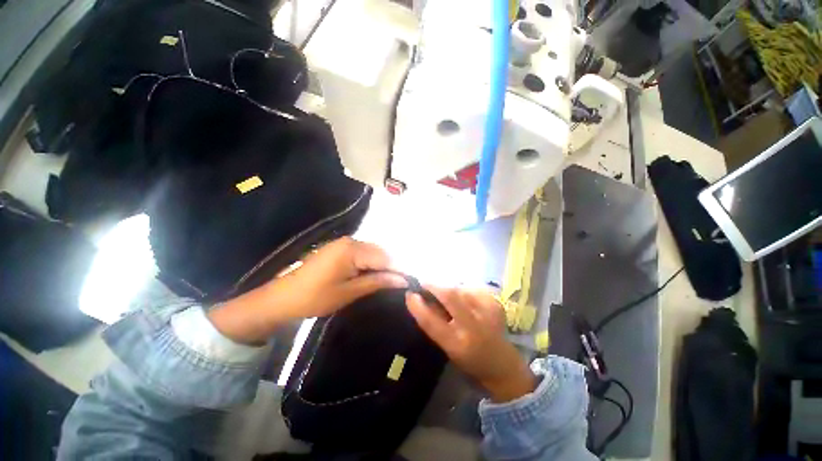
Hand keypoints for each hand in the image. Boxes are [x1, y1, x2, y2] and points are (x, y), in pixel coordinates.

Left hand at [277, 237, 407, 317]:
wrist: (283, 297)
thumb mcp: (350, 292)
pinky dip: (369, 264)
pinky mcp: (339, 248)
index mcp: (352, 249)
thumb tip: (403, 280)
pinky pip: (362, 253)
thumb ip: (378, 282)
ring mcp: (343, 243)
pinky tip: (370, 275)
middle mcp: (350, 241)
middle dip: (389, 268)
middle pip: (379, 252)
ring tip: (384, 282)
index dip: (397, 270)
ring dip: (379, 266)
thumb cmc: (315, 297)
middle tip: (395, 285)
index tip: (407, 283)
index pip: (384, 257)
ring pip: (372, 252)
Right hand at [406, 287, 535, 402]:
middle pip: (449, 296)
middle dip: (433, 285)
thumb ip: (434, 323)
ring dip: (448, 287)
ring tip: (445, 293)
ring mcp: (487, 313)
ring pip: (461, 288)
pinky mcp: (495, 304)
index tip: (409, 294)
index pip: (431, 321)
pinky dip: (463, 289)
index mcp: (457, 344)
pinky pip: (473, 288)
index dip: (417, 305)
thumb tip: (421, 299)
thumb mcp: (446, 347)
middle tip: (424, 283)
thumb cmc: (469, 360)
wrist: (502, 365)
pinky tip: (463, 297)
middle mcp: (473, 327)